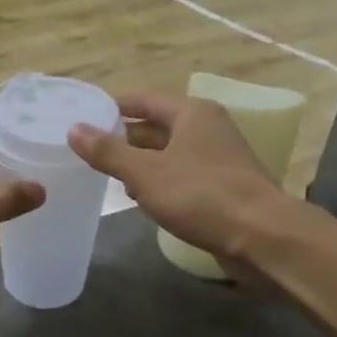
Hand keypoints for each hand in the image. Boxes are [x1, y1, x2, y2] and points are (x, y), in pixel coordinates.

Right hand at [67, 93, 288, 262]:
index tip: (82, 119)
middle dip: (122, 138)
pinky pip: (181, 174)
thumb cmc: (201, 196)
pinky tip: (140, 197)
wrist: (263, 237)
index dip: (111, 108)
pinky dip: (159, 180)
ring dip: (139, 161)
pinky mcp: (223, 185)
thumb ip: (107, 152)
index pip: (142, 100)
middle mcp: (207, 127)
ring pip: (168, 152)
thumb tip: (73, 129)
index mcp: (191, 113)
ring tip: (107, 175)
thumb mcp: (145, 173)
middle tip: (87, 150)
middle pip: (155, 125)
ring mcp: (218, 157)